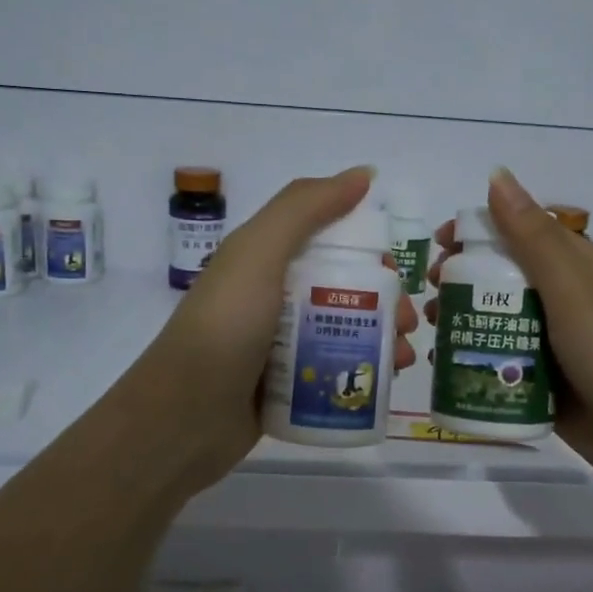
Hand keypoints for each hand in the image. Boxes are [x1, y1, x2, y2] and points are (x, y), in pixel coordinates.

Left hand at [122, 167, 417, 495]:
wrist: (184, 418)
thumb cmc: (225, 327)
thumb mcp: (259, 253)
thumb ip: (305, 208)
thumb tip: (364, 173)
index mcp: (266, 260)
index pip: (330, 242)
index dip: (368, 253)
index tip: (395, 275)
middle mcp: (274, 298)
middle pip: (344, 290)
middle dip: (385, 303)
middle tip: (408, 326)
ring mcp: (279, 345)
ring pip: (344, 333)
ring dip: (382, 341)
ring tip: (403, 360)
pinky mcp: (286, 387)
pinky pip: (333, 371)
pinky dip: (363, 373)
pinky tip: (385, 386)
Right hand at [427, 169, 592, 508]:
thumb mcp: (574, 290)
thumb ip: (533, 237)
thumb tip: (497, 174)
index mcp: (580, 269)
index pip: (522, 233)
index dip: (479, 232)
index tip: (439, 247)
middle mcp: (568, 303)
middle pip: (505, 280)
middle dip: (463, 282)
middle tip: (431, 297)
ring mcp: (559, 349)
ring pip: (501, 326)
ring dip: (465, 324)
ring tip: (433, 334)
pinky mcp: (550, 390)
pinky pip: (506, 369)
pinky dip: (478, 365)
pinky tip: (448, 373)